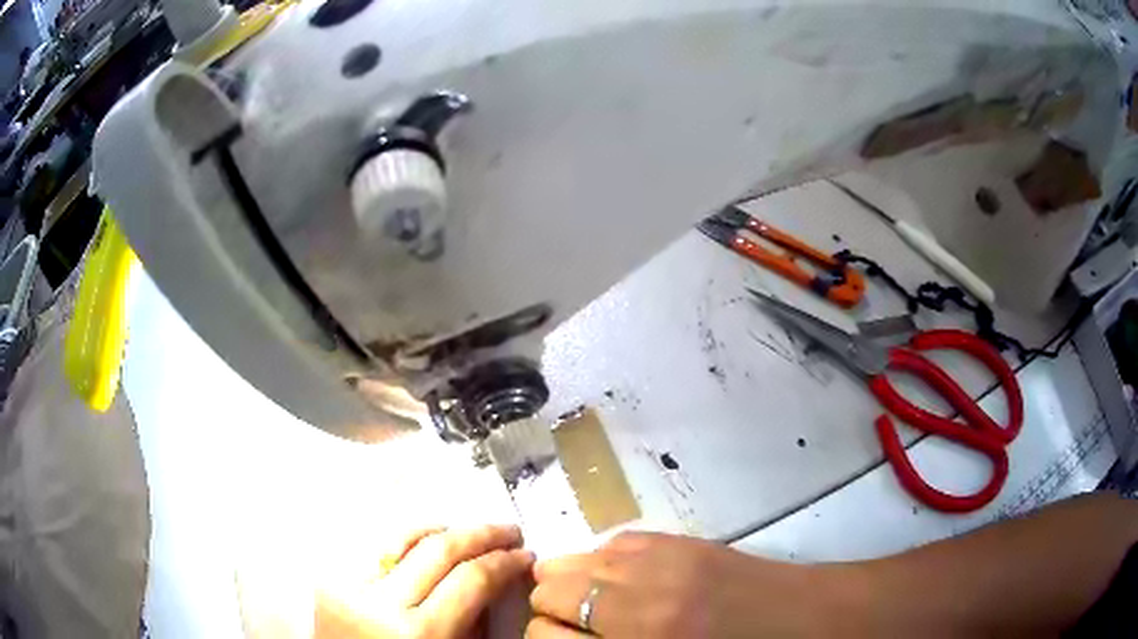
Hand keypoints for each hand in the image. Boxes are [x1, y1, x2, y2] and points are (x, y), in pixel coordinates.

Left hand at [316, 525, 533, 638]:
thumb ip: (474, 622)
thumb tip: (496, 581)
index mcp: (421, 633)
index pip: (472, 579)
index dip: (505, 562)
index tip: (526, 555)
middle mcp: (382, 603)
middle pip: (440, 549)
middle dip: (482, 534)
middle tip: (510, 531)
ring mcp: (350, 586)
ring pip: (404, 537)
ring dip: (444, 530)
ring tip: (471, 533)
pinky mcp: (330, 580)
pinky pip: (377, 549)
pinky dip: (408, 541)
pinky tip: (427, 542)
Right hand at [528, 531, 831, 637]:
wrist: (800, 619)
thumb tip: (562, 635)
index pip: (544, 634)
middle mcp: (640, 596)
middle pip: (550, 590)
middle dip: (551, 610)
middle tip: (574, 625)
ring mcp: (661, 559)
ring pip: (575, 559)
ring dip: (573, 582)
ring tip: (593, 601)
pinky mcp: (678, 538)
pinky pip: (613, 543)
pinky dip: (605, 562)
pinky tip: (625, 580)